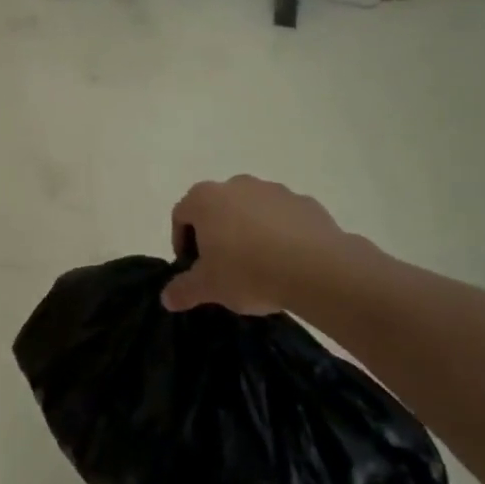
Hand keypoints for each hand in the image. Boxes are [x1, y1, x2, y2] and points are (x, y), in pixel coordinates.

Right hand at [161, 176, 364, 314]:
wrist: (318, 270)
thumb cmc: (248, 272)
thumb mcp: (208, 288)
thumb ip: (183, 290)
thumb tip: (166, 298)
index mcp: (204, 199)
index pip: (181, 216)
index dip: (181, 243)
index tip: (192, 268)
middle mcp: (236, 185)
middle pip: (216, 209)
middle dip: (216, 234)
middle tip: (223, 266)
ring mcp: (273, 191)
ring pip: (251, 211)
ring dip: (249, 231)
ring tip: (260, 265)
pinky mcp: (305, 203)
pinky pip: (284, 218)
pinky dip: (281, 234)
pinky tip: (288, 261)